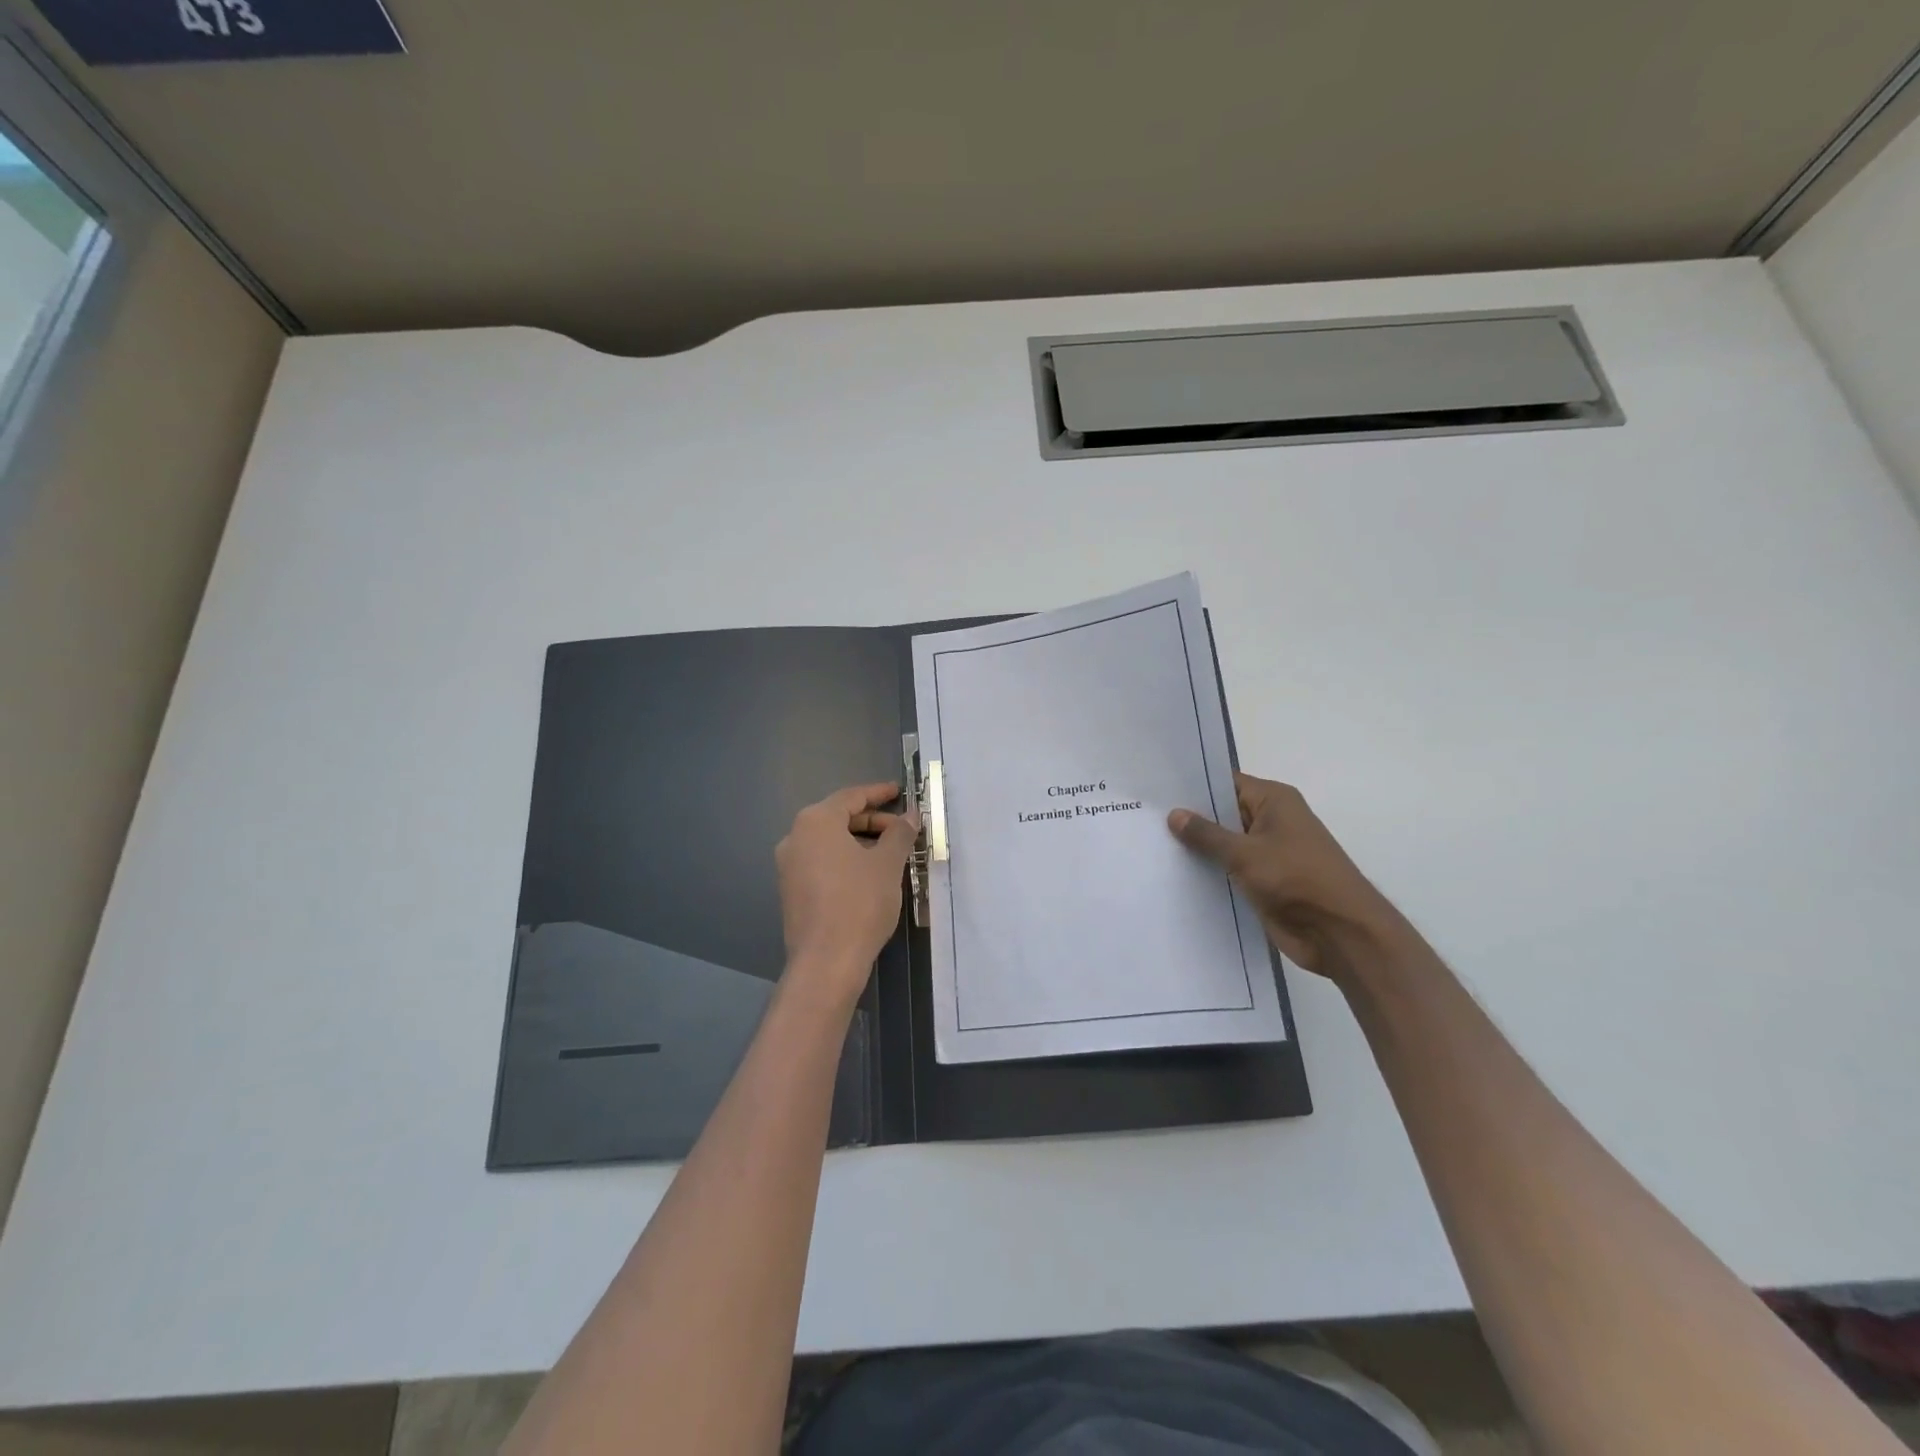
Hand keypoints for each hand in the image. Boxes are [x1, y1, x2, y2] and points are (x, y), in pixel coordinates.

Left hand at [776, 783, 918, 1009]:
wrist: (826, 961)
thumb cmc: (859, 903)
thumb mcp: (887, 864)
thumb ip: (900, 833)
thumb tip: (910, 815)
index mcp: (815, 822)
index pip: (851, 797)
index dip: (878, 794)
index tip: (899, 791)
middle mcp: (795, 838)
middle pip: (838, 818)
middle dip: (872, 821)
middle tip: (902, 829)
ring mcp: (789, 866)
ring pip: (830, 842)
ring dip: (861, 842)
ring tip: (891, 854)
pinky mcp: (791, 891)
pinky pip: (822, 862)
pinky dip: (846, 860)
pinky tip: (869, 875)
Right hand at [1168, 773, 1401, 981]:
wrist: (1340, 933)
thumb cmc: (1297, 880)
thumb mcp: (1246, 853)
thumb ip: (1207, 834)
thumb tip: (1174, 814)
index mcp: (1274, 801)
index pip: (1225, 783)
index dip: (1193, 786)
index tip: (1156, 789)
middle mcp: (1271, 821)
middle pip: (1222, 813)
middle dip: (1189, 818)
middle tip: (1143, 817)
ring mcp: (1268, 854)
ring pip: (1224, 844)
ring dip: (1197, 849)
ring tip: (1149, 844)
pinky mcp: (1264, 882)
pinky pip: (1229, 870)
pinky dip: (1208, 872)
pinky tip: (1172, 875)